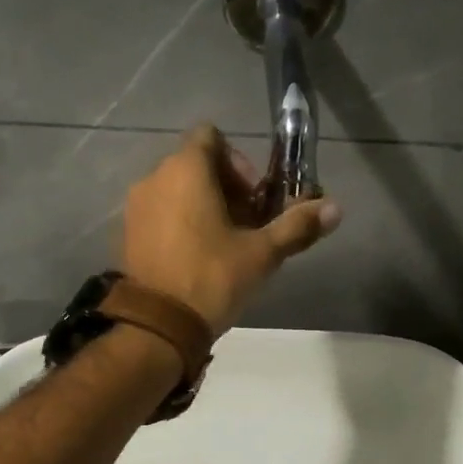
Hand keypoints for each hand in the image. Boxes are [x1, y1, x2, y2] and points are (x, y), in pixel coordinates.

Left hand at [121, 125, 340, 334]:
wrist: (157, 326)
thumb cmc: (211, 278)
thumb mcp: (261, 254)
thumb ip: (297, 226)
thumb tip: (336, 209)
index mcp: (185, 170)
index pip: (212, 137)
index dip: (239, 161)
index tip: (255, 197)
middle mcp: (154, 179)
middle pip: (195, 166)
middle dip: (226, 189)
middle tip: (247, 226)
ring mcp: (135, 208)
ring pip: (176, 192)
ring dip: (203, 208)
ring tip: (224, 245)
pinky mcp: (126, 235)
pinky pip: (159, 215)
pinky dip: (179, 224)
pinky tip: (196, 259)